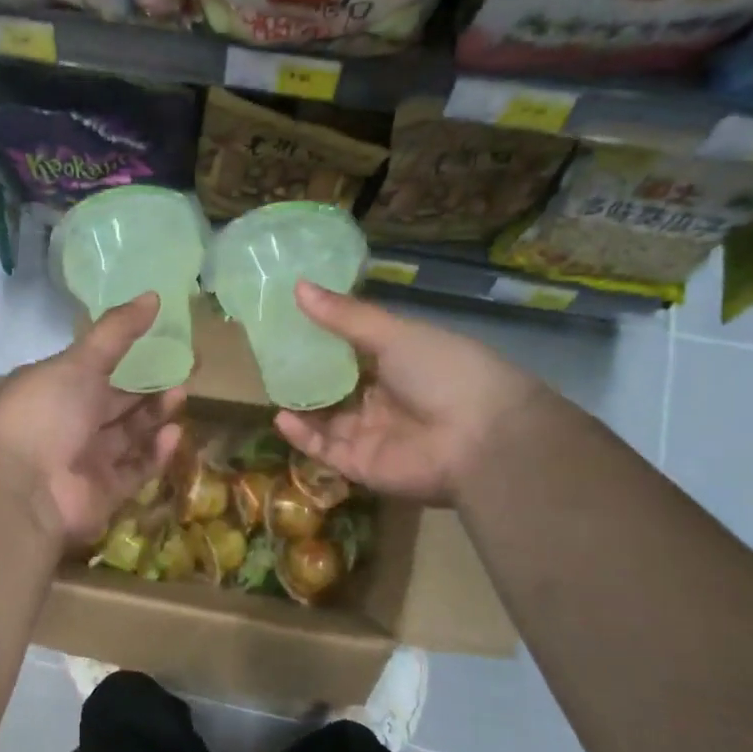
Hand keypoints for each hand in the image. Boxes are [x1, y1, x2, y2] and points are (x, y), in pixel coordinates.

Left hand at [0, 294, 184, 544]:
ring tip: (182, 394)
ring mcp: (83, 460)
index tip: (161, 343)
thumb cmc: (45, 413)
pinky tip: (173, 433)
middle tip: (185, 369)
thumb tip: (153, 295)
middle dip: (148, 388)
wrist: (23, 490)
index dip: (126, 355)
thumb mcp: (79, 361)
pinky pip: (134, 469)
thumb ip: (117, 331)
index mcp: (49, 388)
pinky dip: (154, 453)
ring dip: (154, 416)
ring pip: (127, 435)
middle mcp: (64, 424)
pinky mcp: (102, 493)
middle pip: (114, 403)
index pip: (91, 368)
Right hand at [273, 283, 547, 505]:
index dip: (324, 339)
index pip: (355, 352)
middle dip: (308, 375)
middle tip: (271, 356)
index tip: (290, 321)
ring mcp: (373, 435)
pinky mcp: (362, 465)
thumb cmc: (444, 373)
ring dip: (302, 405)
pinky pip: (326, 450)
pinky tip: (280, 416)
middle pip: (338, 388)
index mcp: (401, 365)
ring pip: (328, 420)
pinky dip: (303, 436)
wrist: (482, 439)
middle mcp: (386, 400)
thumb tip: (297, 286)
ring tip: (271, 385)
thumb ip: (345, 316)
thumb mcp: (395, 334)